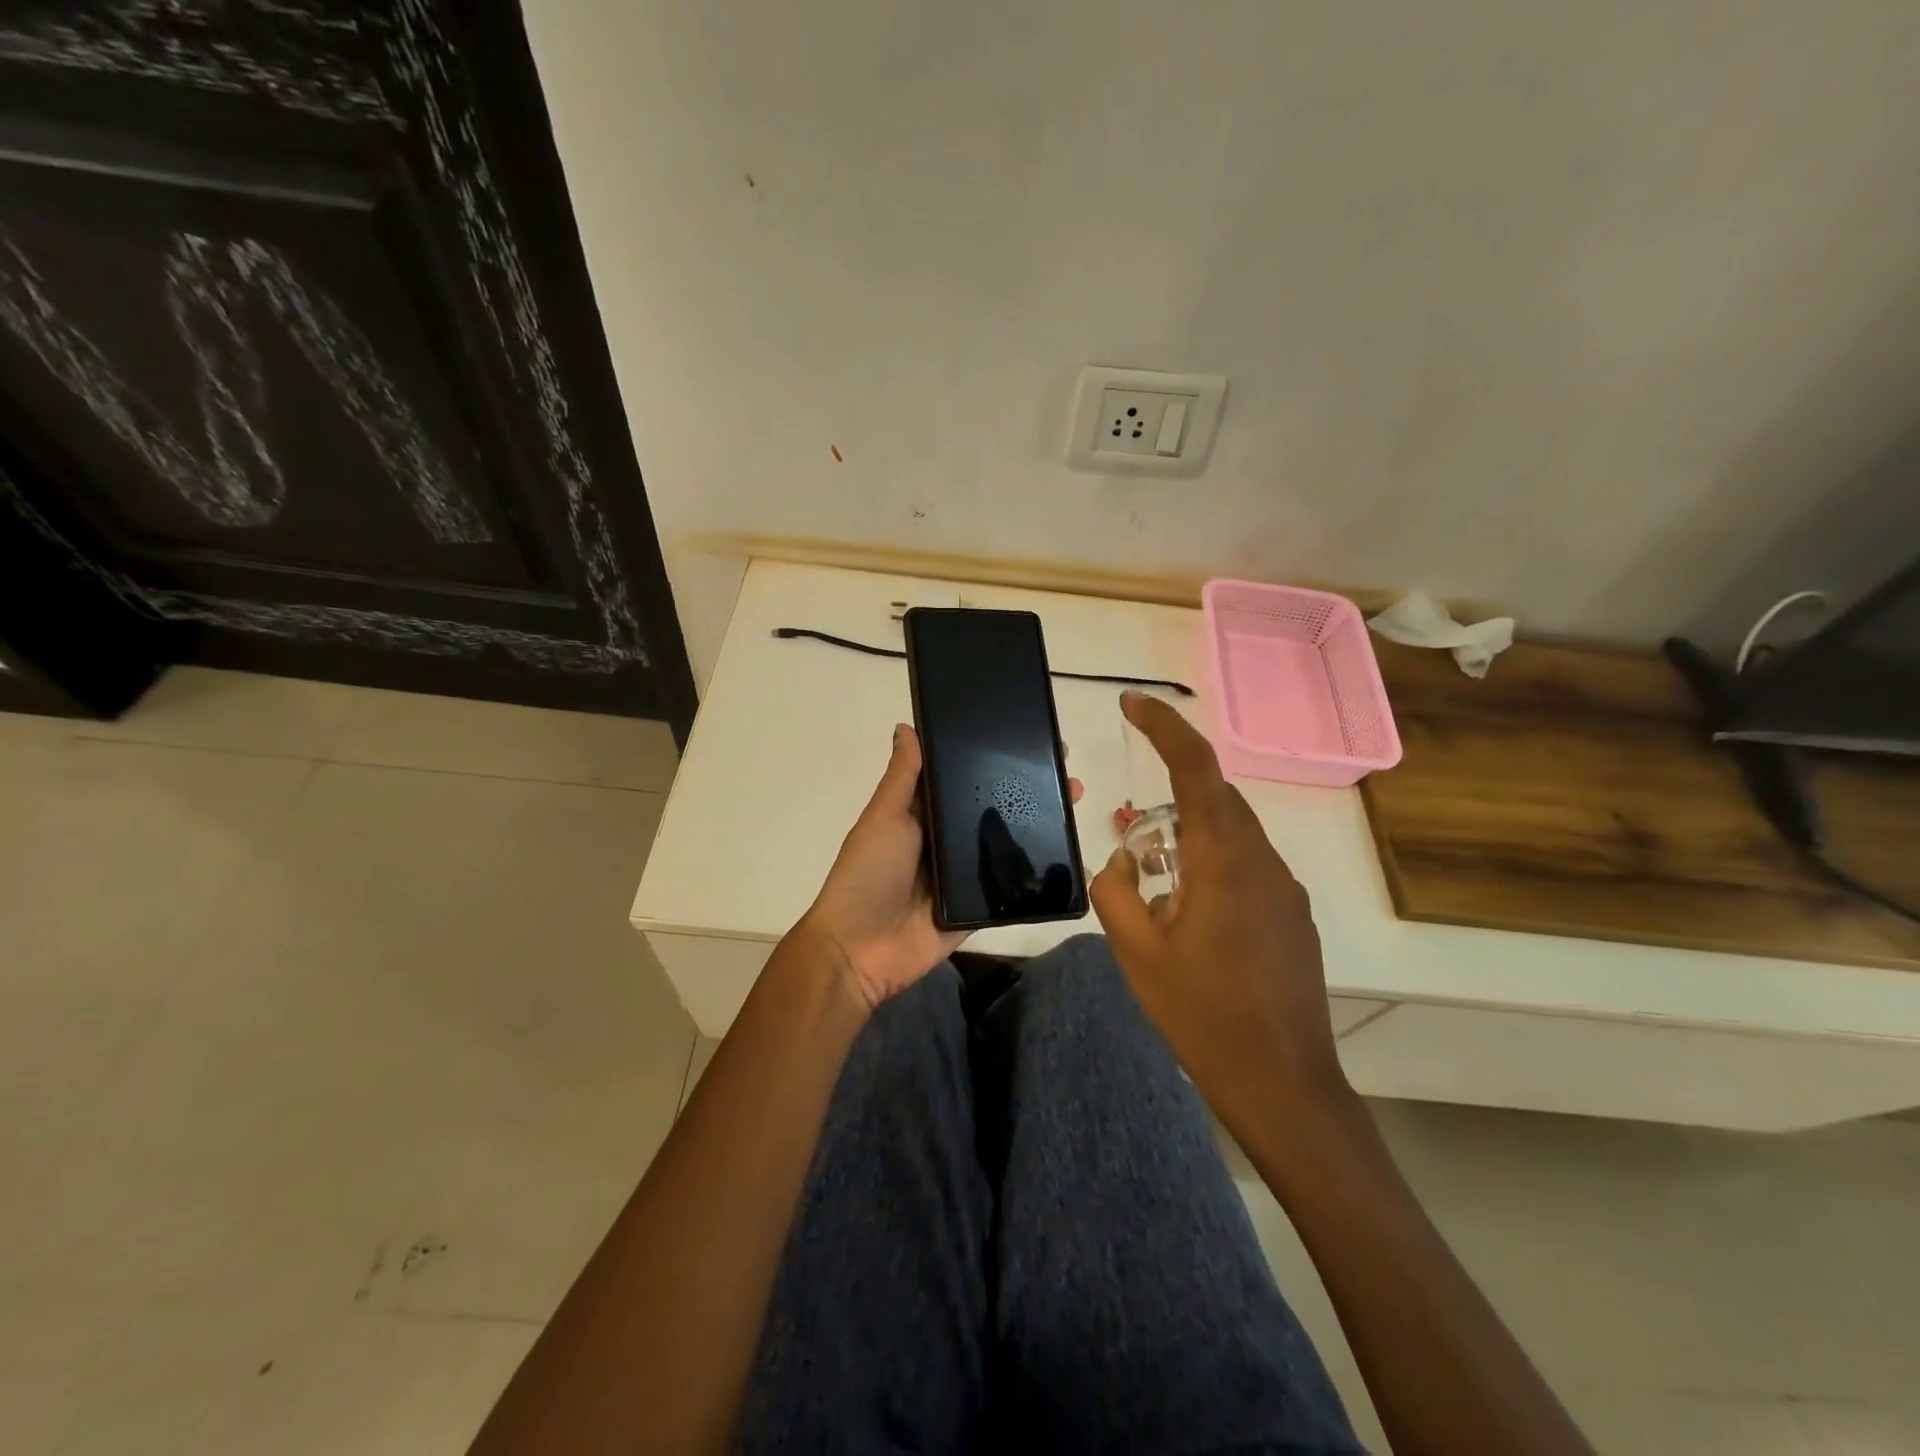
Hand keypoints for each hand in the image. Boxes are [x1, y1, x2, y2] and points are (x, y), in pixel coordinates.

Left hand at [802, 723, 1081, 1010]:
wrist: (859, 949)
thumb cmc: (868, 873)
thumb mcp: (884, 817)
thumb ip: (903, 777)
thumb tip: (906, 726)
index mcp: (923, 815)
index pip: (963, 780)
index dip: (992, 760)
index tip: (1027, 740)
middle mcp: (946, 841)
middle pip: (992, 811)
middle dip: (1026, 791)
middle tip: (1066, 773)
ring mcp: (964, 876)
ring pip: (1008, 846)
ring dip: (1040, 827)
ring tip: (1074, 803)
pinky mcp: (978, 908)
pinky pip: (1011, 890)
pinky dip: (1037, 876)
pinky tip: (1070, 858)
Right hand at [1090, 692, 1349, 1129]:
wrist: (1282, 1082)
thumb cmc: (1202, 1013)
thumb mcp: (1137, 952)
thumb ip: (1116, 891)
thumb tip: (1121, 860)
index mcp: (1223, 859)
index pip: (1196, 767)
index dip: (1164, 726)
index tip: (1132, 703)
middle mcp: (1262, 861)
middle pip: (1216, 796)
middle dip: (1172, 792)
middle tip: (1131, 830)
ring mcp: (1285, 889)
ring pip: (1233, 833)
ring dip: (1191, 835)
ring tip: (1155, 880)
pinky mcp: (1294, 917)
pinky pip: (1248, 866)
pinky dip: (1213, 864)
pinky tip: (1192, 914)